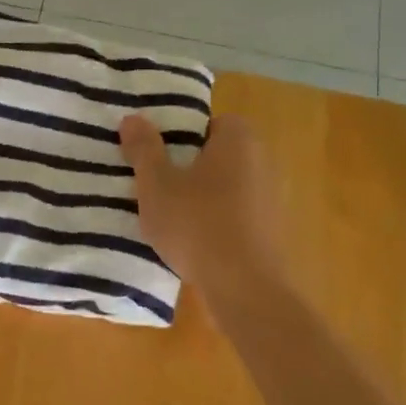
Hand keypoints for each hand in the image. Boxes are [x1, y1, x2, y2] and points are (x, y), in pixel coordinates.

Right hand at [118, 112, 276, 296]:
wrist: (244, 286)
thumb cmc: (196, 224)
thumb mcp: (156, 185)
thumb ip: (144, 149)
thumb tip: (132, 118)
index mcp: (239, 141)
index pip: (211, 122)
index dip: (182, 135)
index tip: (159, 155)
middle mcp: (263, 161)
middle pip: (220, 154)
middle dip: (191, 166)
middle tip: (158, 184)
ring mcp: (273, 197)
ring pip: (228, 186)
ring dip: (204, 195)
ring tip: (172, 215)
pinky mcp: (273, 230)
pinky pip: (238, 213)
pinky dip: (218, 220)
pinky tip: (195, 241)